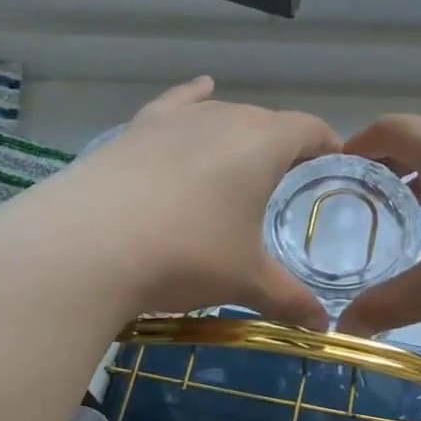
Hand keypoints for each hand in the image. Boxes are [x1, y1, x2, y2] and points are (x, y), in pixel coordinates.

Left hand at [0, 77, 340, 328]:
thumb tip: (323, 329)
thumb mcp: (245, 281)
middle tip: (288, 182)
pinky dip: (193, 99)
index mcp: (263, 143)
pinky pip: (176, 104)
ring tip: (244, 160)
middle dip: (284, 147)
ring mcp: (175, 120)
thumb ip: (289, 299)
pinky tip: (200, 91)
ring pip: (222, 115)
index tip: (335, 164)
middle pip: (267, 121)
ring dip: (239, 135)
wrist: (85, 245)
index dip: (327, 145)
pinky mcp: (136, 129)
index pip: (310, 129)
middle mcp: (223, 118)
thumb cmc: (186, 254)